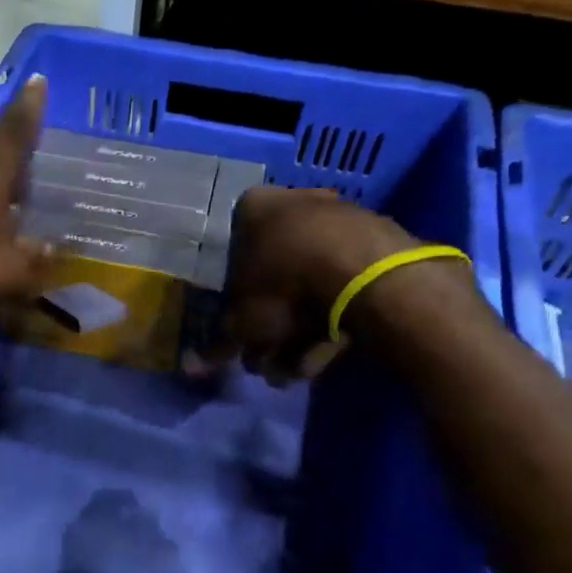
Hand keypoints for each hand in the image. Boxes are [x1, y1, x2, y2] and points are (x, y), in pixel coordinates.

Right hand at [205, 187, 425, 380]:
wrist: (366, 278)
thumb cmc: (284, 287)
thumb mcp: (242, 322)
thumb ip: (220, 341)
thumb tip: (194, 363)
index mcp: (252, 208)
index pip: (232, 255)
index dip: (235, 301)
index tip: (241, 331)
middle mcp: (295, 203)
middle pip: (274, 276)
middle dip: (271, 326)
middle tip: (268, 359)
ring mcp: (341, 220)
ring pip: (310, 286)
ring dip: (301, 333)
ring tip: (298, 369)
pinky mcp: (378, 244)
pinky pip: (344, 287)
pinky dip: (335, 319)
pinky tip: (329, 354)